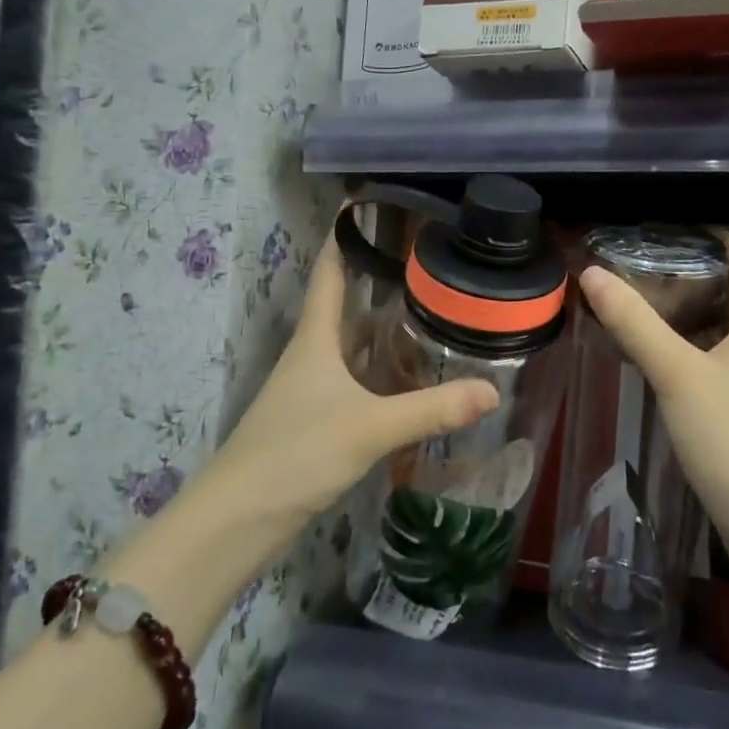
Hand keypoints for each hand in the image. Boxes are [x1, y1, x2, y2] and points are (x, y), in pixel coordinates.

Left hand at [209, 232, 499, 527]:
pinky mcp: (313, 424)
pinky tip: (406, 383)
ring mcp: (309, 392)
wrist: (236, 522)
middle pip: (344, 309)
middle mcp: (310, 357)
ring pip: (350, 349)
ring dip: (381, 333)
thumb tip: (492, 390)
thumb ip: (431, 409)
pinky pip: (353, 384)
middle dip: (377, 285)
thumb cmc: (296, 453)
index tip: (364, 206)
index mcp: (315, 340)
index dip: (342, 238)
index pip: (329, 273)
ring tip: (427, 316)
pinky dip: (379, 375)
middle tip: (424, 266)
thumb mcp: (369, 427)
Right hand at [578, 232, 728, 548]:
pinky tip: (681, 371)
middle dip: (701, 280)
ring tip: (658, 319)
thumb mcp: (676, 374)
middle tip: (651, 276)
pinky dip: (713, 352)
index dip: (718, 239)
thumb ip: (634, 322)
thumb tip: (594, 274)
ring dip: (705, 319)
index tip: (677, 234)